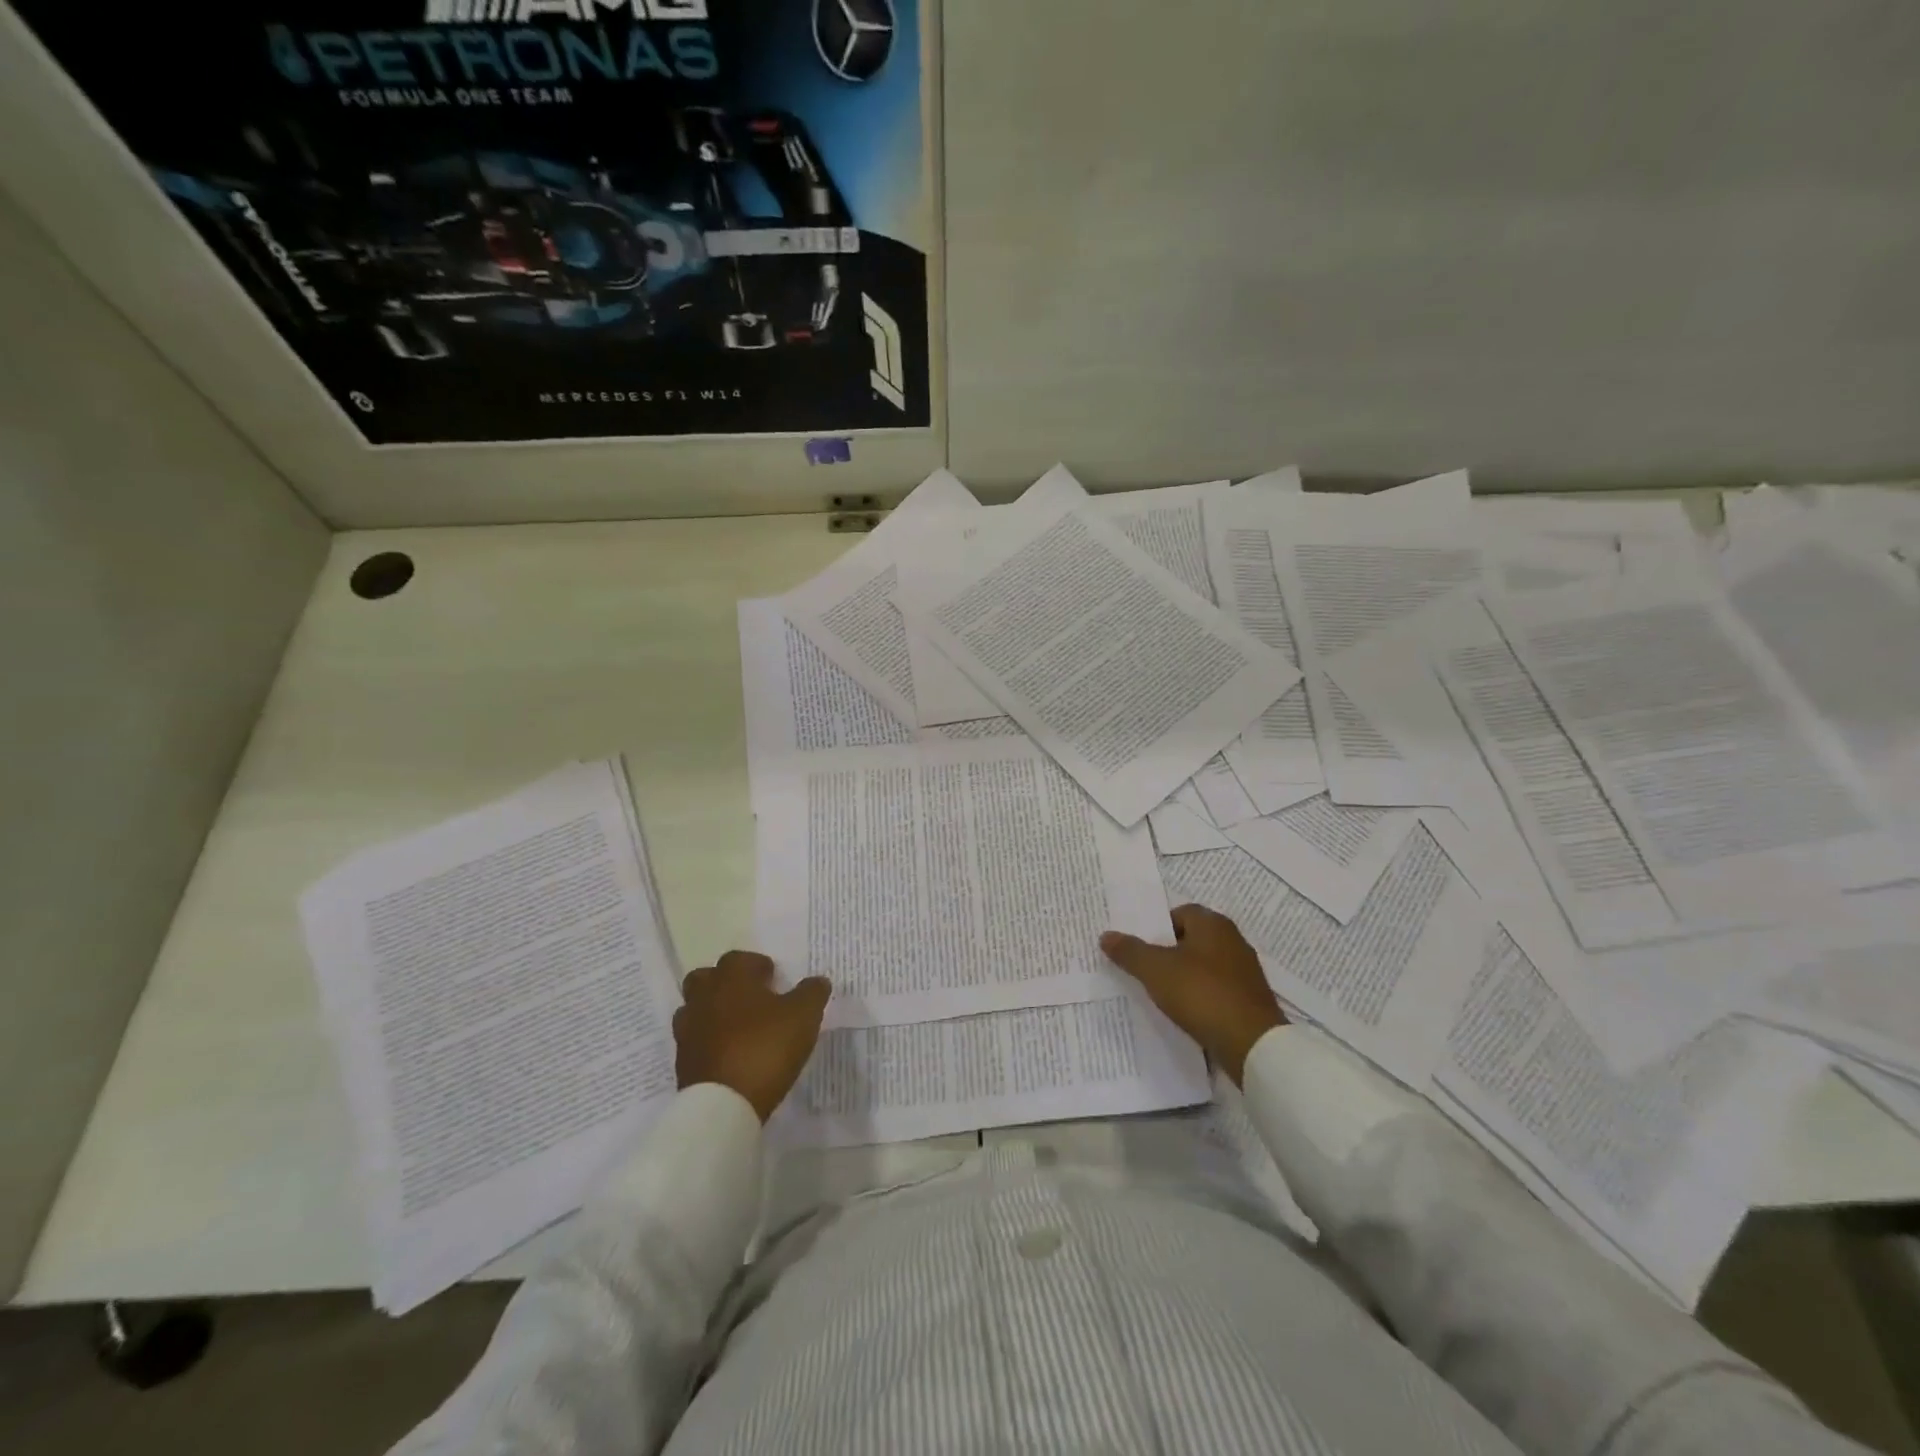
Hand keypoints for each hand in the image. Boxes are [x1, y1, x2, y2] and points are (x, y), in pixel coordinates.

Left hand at [674, 952, 831, 1121]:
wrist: (724, 1103)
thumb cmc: (765, 1047)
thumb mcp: (803, 1016)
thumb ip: (812, 992)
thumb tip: (818, 980)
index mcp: (731, 978)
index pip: (739, 958)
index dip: (757, 966)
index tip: (773, 979)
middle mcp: (704, 997)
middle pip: (706, 978)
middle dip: (726, 983)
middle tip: (751, 998)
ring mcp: (688, 1030)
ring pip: (695, 1008)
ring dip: (713, 1012)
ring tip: (738, 1027)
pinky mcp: (682, 1061)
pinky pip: (694, 1040)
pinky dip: (708, 1041)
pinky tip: (729, 1053)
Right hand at [1101, 904, 1286, 1084]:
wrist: (1252, 1044)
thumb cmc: (1202, 994)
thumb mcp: (1156, 970)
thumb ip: (1130, 951)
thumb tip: (1106, 936)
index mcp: (1213, 924)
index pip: (1179, 913)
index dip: (1157, 927)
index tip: (1138, 947)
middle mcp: (1233, 941)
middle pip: (1191, 939)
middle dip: (1167, 952)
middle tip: (1142, 968)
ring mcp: (1244, 972)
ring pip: (1203, 966)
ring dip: (1183, 976)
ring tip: (1158, 993)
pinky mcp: (1249, 1000)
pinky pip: (1215, 990)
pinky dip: (1199, 997)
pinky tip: (1184, 1013)